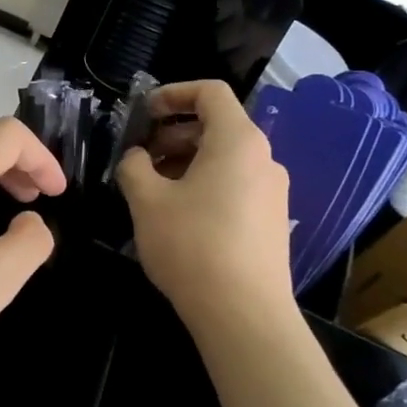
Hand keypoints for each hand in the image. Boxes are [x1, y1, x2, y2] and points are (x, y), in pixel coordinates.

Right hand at [116, 80, 296, 335]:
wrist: (243, 314)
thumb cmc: (192, 244)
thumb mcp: (146, 200)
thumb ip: (134, 165)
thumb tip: (137, 157)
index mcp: (238, 141)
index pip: (211, 92)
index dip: (173, 93)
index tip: (144, 112)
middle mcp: (264, 159)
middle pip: (217, 125)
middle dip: (173, 132)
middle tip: (140, 156)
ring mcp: (273, 192)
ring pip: (224, 158)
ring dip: (185, 161)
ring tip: (152, 188)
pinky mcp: (272, 221)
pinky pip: (235, 184)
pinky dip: (204, 183)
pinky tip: (178, 214)